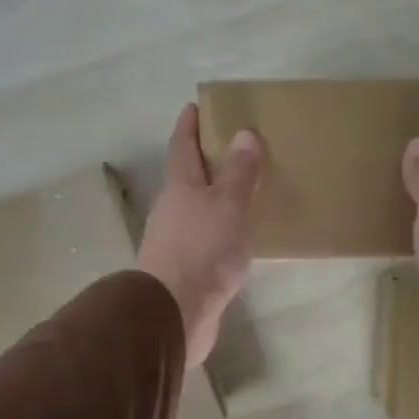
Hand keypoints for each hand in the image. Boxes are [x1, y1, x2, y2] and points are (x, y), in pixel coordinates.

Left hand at [137, 104, 263, 367]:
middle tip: (235, 146)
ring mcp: (176, 240)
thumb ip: (238, 172)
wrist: (174, 313)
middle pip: (188, 176)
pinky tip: (241, 235)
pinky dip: (222, 228)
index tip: (196, 105)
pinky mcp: (186, 269)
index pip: (182, 145)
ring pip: (198, 208)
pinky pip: (207, 238)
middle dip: (206, 159)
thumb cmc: (202, 250)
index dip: (189, 124)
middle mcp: (172, 209)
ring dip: (216, 196)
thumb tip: (243, 133)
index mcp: (180, 186)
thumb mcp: (228, 205)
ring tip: (245, 189)